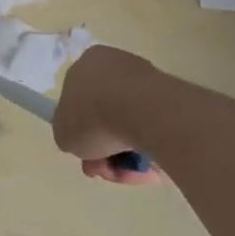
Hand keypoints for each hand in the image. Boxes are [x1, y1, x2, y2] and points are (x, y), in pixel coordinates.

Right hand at [54, 45, 166, 186]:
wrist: (144, 113)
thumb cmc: (93, 117)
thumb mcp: (62, 133)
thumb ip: (67, 134)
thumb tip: (80, 138)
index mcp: (87, 64)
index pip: (78, 98)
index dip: (79, 129)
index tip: (85, 152)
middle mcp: (115, 65)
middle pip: (105, 114)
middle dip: (104, 147)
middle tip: (103, 168)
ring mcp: (145, 79)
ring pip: (130, 125)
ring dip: (126, 153)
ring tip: (127, 172)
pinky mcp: (172, 96)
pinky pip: (154, 128)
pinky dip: (149, 149)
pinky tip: (147, 165)